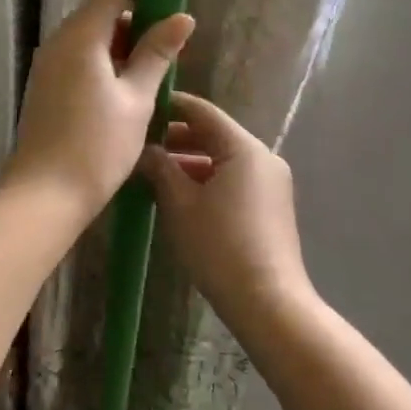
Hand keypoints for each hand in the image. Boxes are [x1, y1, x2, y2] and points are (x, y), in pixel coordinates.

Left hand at [1, 0, 194, 223]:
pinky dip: (103, 64)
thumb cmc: (97, 145)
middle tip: (169, 49)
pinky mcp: (44, 86)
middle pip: (101, 13)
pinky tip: (125, 92)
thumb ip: (157, 54)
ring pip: (90, 38)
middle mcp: (59, 41)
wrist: (44, 195)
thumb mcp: (137, 99)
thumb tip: (182, 17)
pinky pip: (78, 59)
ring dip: (121, 47)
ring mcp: (47, 64)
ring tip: (153, 74)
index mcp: (81, 35)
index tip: (172, 6)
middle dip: (136, 23)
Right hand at [139, 91, 313, 335]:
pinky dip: (207, 179)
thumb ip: (160, 168)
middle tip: (140, 144)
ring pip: (223, 159)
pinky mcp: (270, 205)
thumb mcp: (179, 204)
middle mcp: (263, 157)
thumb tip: (144, 150)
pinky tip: (179, 195)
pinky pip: (234, 179)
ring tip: (153, 172)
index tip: (142, 110)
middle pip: (214, 134)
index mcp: (244, 148)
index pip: (202, 111)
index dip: (170, 106)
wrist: (268, 302)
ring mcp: (270, 182)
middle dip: (176, 138)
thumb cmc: (219, 246)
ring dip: (189, 161)